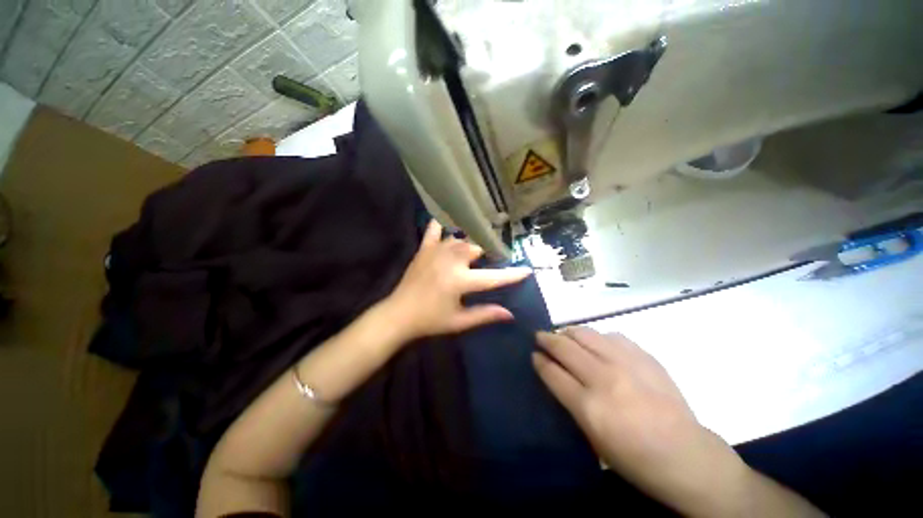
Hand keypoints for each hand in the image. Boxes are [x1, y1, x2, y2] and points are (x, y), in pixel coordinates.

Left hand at [381, 219, 532, 340]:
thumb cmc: (430, 321)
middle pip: (478, 247)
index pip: (493, 277)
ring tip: (480, 243)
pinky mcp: (424, 248)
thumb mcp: (459, 322)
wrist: (398, 314)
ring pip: (461, 237)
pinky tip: (450, 221)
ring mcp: (436, 251)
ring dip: (472, 240)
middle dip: (491, 250)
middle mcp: (450, 260)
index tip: (527, 270)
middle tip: (497, 256)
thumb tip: (510, 314)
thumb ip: (485, 315)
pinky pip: (434, 229)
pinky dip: (442, 223)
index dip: (512, 274)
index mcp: (460, 280)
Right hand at [533, 328, 752, 516]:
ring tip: (564, 335)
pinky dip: (598, 337)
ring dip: (569, 332)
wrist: (685, 455)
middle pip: (565, 347)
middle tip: (539, 336)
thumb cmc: (634, 457)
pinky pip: (612, 336)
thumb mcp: (593, 438)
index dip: (539, 360)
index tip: (533, 354)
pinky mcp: (644, 357)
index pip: (552, 372)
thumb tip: (556, 375)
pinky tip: (597, 343)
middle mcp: (604, 379)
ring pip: (586, 334)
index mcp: (589, 407)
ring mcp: (626, 364)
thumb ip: (571, 402)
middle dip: (546, 338)